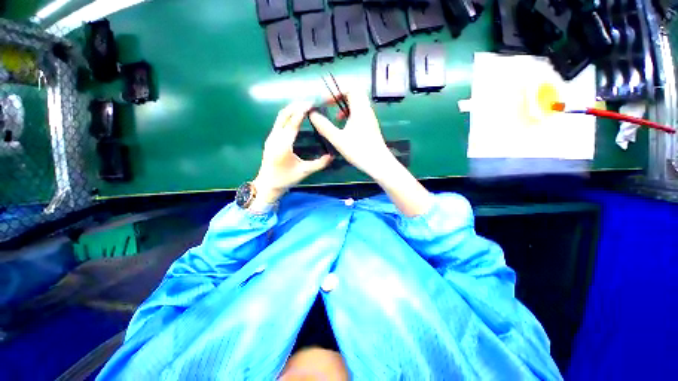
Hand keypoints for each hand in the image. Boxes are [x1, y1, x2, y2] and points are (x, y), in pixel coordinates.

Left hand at [253, 102, 332, 204]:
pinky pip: (279, 122)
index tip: (312, 103)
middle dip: (296, 106)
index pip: (293, 122)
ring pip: (280, 117)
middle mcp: (275, 137)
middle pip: (284, 114)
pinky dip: (288, 116)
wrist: (267, 185)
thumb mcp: (304, 172)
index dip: (302, 111)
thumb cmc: (285, 179)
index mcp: (283, 145)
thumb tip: (333, 156)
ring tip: (304, 106)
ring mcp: (271, 137)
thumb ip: (319, 164)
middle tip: (310, 102)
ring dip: (291, 109)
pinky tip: (296, 117)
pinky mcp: (270, 139)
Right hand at [308, 91, 396, 178]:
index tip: (325, 102)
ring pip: (358, 105)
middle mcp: (367, 111)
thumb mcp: (338, 139)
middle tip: (330, 106)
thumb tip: (312, 114)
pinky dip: (350, 116)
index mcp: (360, 109)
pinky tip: (345, 128)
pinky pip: (360, 114)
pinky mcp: (371, 128)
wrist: (379, 164)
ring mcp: (370, 119)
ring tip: (336, 118)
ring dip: (345, 107)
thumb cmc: (359, 151)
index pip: (350, 88)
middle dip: (340, 97)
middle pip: (355, 94)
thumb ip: (324, 126)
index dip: (336, 92)